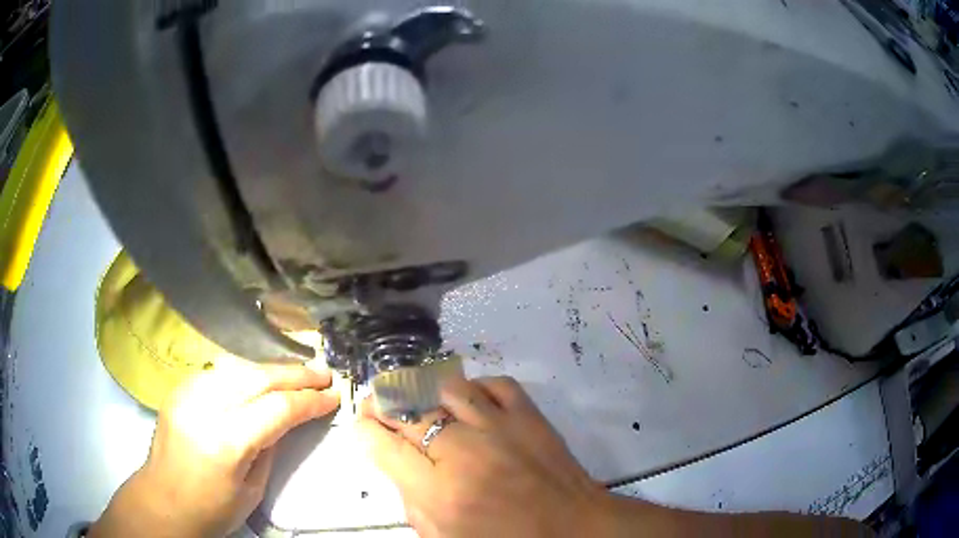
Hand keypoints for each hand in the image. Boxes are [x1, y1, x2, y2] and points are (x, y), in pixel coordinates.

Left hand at [90, 363, 339, 537]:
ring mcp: (186, 394)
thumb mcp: (252, 489)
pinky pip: (216, 372)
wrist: (163, 501)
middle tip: (322, 374)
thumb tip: (288, 419)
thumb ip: (269, 447)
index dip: (309, 401)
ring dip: (270, 369)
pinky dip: (243, 372)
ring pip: (236, 367)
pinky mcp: (178, 390)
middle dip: (294, 374)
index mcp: (225, 442)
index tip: (333, 397)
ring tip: (295, 374)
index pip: (276, 408)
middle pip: (256, 377)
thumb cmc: (213, 509)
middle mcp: (203, 408)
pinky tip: (257, 380)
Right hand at [356, 376, 618, 537]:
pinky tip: (469, 402)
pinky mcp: (529, 415)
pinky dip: (475, 387)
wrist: (574, 528)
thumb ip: (413, 505)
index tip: (361, 426)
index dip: (364, 430)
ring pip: (445, 388)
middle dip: (383, 405)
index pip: (383, 445)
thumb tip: (397, 467)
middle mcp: (463, 451)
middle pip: (407, 411)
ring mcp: (499, 426)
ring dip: (425, 392)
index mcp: (439, 491)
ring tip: (419, 402)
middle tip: (378, 406)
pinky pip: (493, 384)